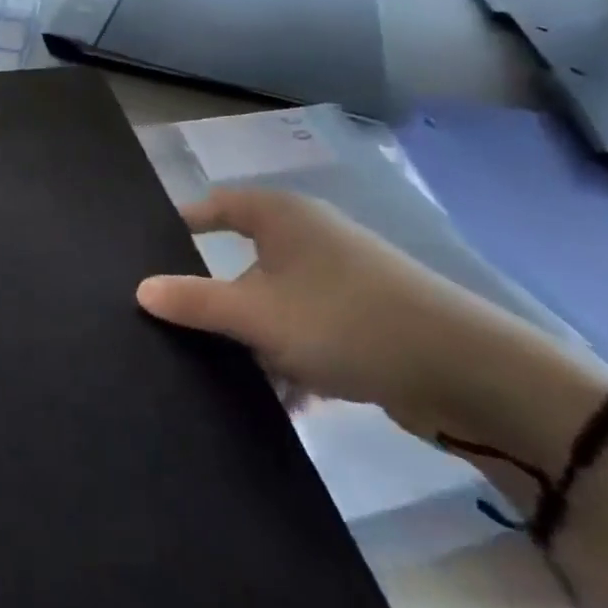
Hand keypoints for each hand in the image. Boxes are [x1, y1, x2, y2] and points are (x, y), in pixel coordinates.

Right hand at [137, 187, 592, 442]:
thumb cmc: (345, 320)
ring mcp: (341, 278)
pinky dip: (296, 360)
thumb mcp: (258, 314)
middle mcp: (309, 237)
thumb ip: (196, 302)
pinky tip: (293, 401)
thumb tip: (141, 289)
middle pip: (244, 261)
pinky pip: (311, 332)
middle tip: (183, 329)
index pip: (216, 206)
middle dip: (220, 302)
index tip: (152, 255)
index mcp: (281, 216)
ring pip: (278, 304)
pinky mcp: (366, 319)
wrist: (467, 372)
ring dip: (259, 342)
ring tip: (237, 379)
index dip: (184, 224)